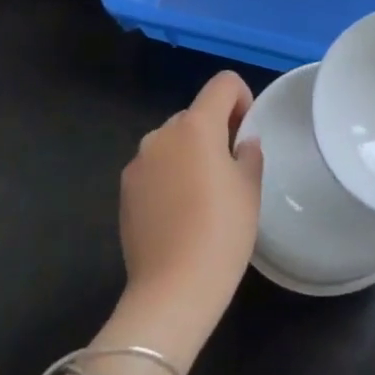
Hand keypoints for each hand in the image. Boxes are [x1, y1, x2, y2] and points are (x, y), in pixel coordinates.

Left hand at [114, 71, 262, 364]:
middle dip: (215, 131)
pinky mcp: (124, 191)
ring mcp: (138, 163)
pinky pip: (155, 168)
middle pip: (196, 114)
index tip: (246, 134)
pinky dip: (169, 176)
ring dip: (190, 154)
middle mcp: (161, 134)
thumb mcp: (250, 187)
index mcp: (196, 126)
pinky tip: (179, 214)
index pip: (223, 84)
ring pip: (173, 142)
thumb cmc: (222, 231)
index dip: (242, 99)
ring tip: (203, 196)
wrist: (172, 290)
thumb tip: (241, 144)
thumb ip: (248, 153)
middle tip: (230, 171)